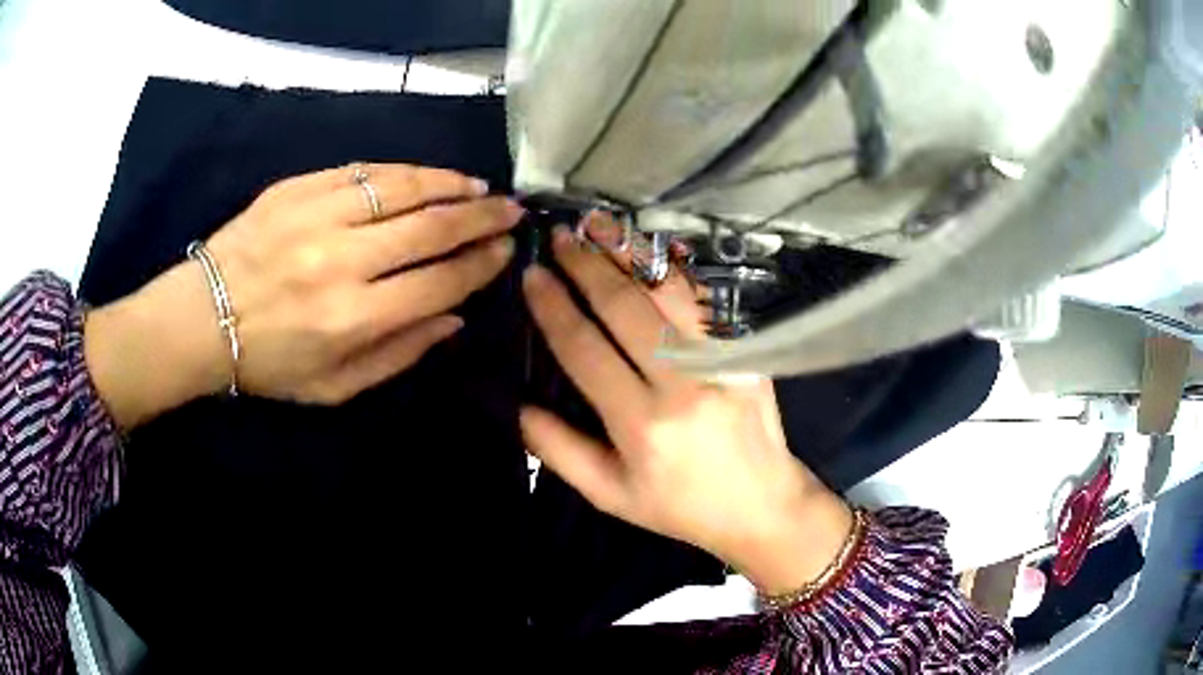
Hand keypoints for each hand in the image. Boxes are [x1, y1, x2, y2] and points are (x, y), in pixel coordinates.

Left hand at [86, 163, 521, 427]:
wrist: (202, 319)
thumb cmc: (269, 363)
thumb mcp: (335, 389)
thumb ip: (399, 355)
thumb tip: (453, 318)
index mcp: (352, 318)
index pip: (439, 282)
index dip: (481, 265)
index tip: (506, 251)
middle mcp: (341, 261)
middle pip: (430, 227)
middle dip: (480, 217)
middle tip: (510, 210)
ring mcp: (316, 216)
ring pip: (401, 187)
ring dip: (448, 184)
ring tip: (476, 186)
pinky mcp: (296, 189)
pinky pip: (362, 171)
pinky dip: (401, 171)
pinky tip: (424, 175)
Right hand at [520, 214, 852, 593]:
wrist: (762, 505)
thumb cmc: (679, 506)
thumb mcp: (610, 495)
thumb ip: (558, 450)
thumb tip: (516, 404)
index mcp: (641, 425)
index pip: (585, 350)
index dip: (554, 308)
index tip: (532, 276)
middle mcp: (682, 385)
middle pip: (624, 308)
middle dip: (586, 265)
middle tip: (559, 236)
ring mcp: (721, 363)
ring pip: (668, 292)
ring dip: (629, 253)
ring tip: (598, 224)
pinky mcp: (746, 354)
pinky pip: (704, 301)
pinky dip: (673, 270)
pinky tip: (650, 249)